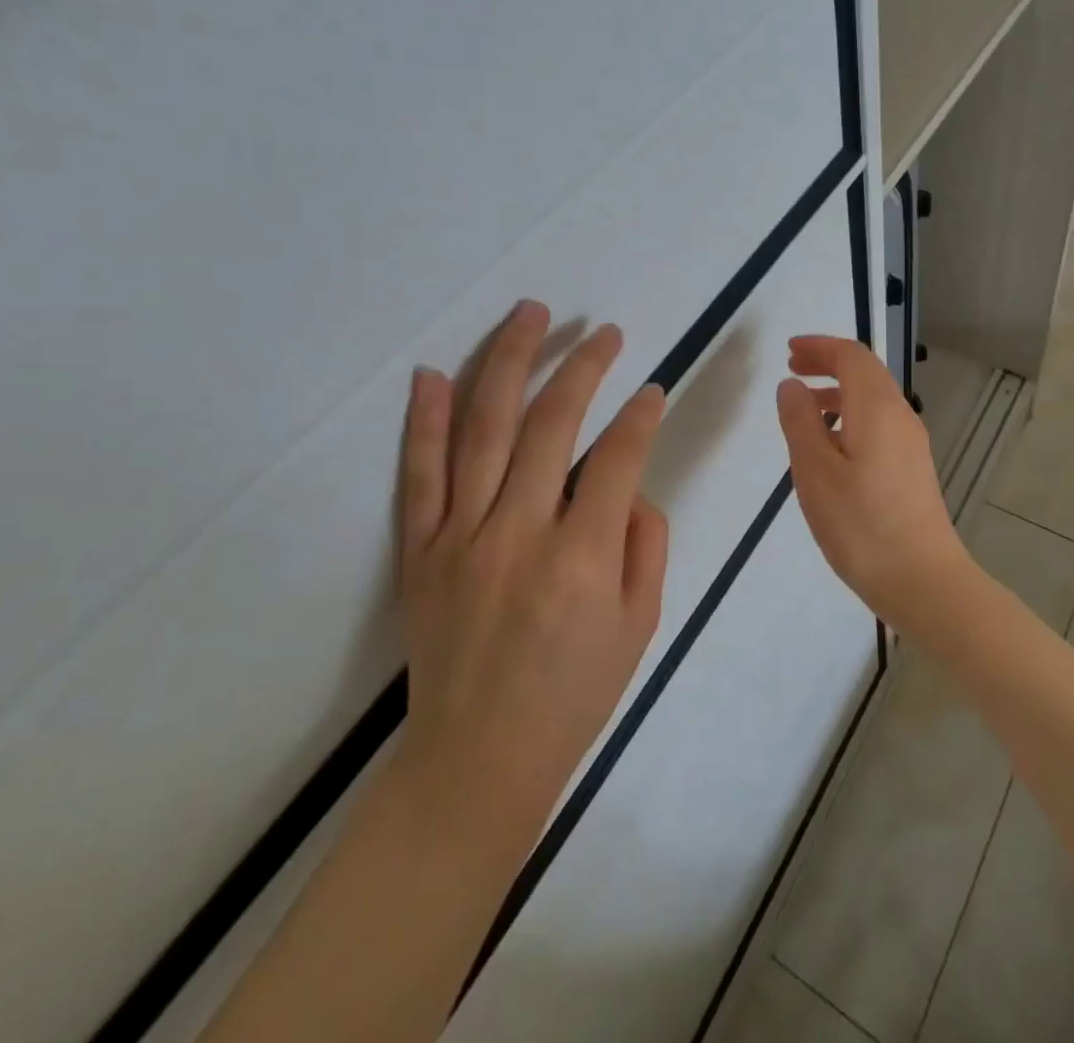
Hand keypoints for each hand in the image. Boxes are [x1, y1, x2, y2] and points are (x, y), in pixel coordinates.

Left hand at [392, 301, 668, 846]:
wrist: (479, 759)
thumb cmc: (574, 693)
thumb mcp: (641, 623)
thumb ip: (645, 542)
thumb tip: (626, 487)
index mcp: (582, 557)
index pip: (617, 457)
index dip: (641, 415)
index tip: (654, 389)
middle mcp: (518, 533)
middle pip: (550, 424)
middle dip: (583, 366)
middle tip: (605, 333)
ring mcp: (460, 537)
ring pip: (483, 429)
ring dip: (510, 363)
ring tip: (531, 314)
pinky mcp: (421, 550)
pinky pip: (419, 475)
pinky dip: (425, 421)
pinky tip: (435, 373)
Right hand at [774, 335, 973, 633]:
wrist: (922, 580)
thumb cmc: (861, 525)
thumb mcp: (815, 471)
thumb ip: (799, 422)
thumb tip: (792, 386)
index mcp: (877, 408)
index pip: (851, 356)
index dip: (819, 346)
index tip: (788, 351)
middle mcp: (900, 416)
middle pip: (865, 372)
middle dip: (828, 363)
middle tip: (792, 370)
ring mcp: (911, 444)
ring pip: (873, 399)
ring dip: (838, 392)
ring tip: (803, 408)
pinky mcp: (912, 468)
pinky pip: (878, 424)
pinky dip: (850, 417)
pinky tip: (830, 448)